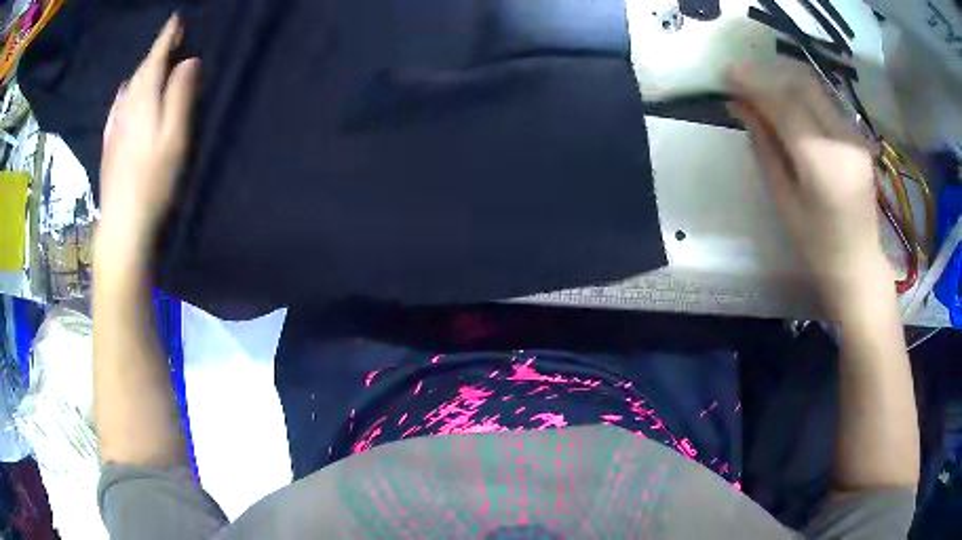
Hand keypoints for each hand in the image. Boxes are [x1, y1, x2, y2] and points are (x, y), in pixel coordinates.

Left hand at [97, 14, 198, 261]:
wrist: (122, 224)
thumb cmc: (153, 180)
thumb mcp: (176, 135)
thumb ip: (181, 95)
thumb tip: (188, 61)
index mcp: (144, 98)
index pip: (156, 57)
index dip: (167, 37)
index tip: (177, 19)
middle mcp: (126, 106)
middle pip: (141, 70)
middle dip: (156, 51)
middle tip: (171, 38)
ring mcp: (114, 126)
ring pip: (129, 87)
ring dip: (142, 70)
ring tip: (153, 62)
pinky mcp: (109, 145)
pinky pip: (117, 107)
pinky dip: (125, 93)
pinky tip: (123, 94)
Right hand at [725, 62, 892, 312]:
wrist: (859, 264)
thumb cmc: (817, 246)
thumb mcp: (783, 200)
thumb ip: (764, 147)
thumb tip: (742, 107)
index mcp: (823, 162)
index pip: (785, 104)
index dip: (753, 83)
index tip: (726, 71)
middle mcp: (843, 139)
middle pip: (802, 85)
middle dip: (768, 74)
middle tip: (741, 78)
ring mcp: (855, 136)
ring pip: (815, 89)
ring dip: (784, 81)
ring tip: (760, 89)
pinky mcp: (858, 137)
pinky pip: (825, 103)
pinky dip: (801, 95)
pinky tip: (787, 104)